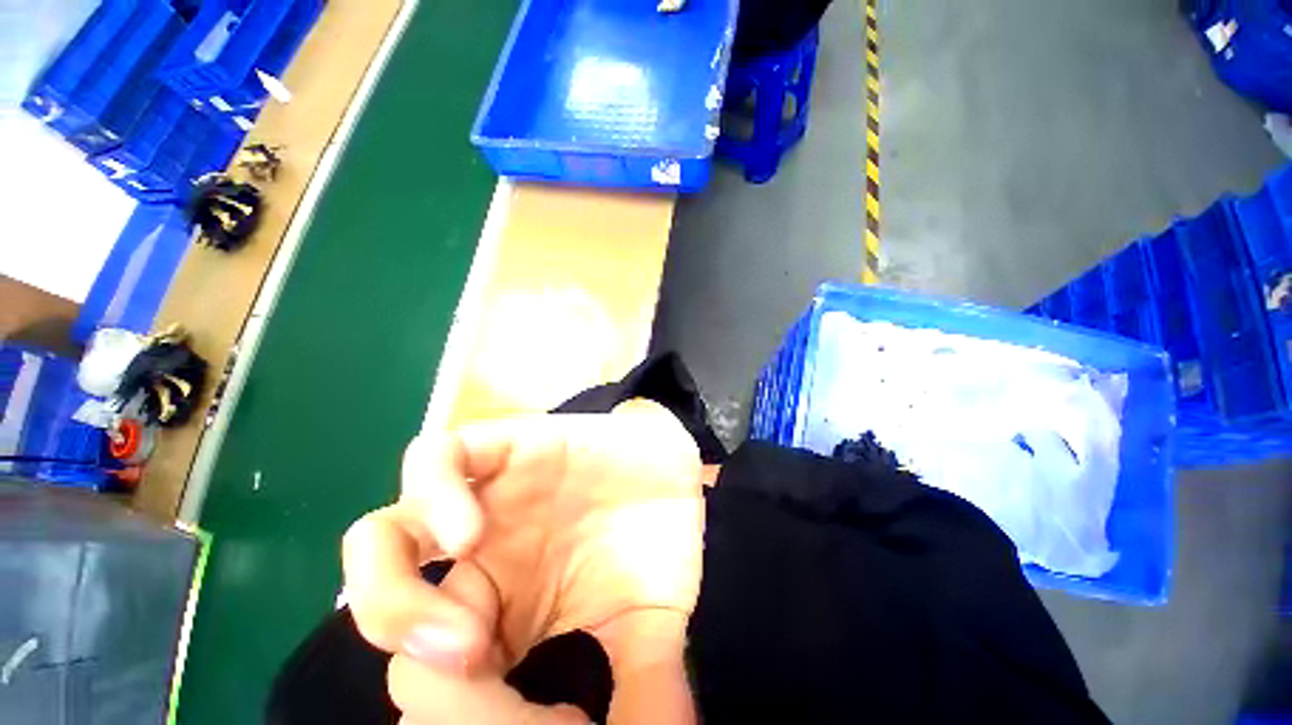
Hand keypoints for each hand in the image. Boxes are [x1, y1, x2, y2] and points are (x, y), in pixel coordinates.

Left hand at [341, 400, 703, 722]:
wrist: (671, 464)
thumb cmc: (657, 540)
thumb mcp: (648, 628)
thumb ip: (638, 690)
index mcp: (501, 616)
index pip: (431, 683)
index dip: (456, 716)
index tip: (521, 721)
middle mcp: (476, 562)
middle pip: (385, 615)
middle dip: (417, 669)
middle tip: (475, 674)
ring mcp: (484, 496)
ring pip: (382, 539)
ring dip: (390, 598)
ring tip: (458, 633)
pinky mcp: (502, 445)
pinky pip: (436, 460)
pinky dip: (434, 499)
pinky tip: (469, 536)